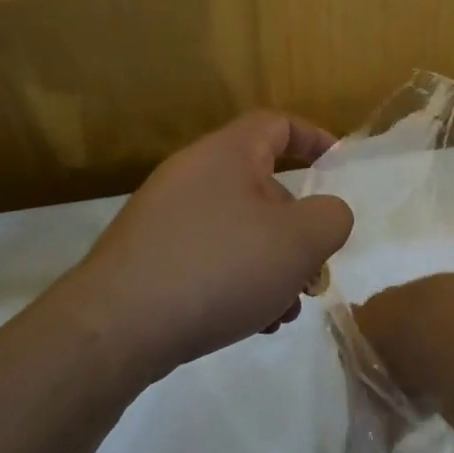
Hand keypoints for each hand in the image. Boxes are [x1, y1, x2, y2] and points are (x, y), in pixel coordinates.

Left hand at [58, 111, 353, 381]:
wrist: (116, 328)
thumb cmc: (220, 268)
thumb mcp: (299, 242)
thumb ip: (331, 218)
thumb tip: (327, 215)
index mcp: (227, 155)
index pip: (276, 124)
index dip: (313, 138)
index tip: (338, 165)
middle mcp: (192, 176)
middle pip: (261, 187)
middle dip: (296, 229)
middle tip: (312, 271)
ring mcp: (164, 217)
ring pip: (237, 230)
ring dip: (270, 264)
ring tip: (283, 311)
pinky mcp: (148, 256)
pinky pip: (208, 256)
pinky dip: (237, 280)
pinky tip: (248, 323)